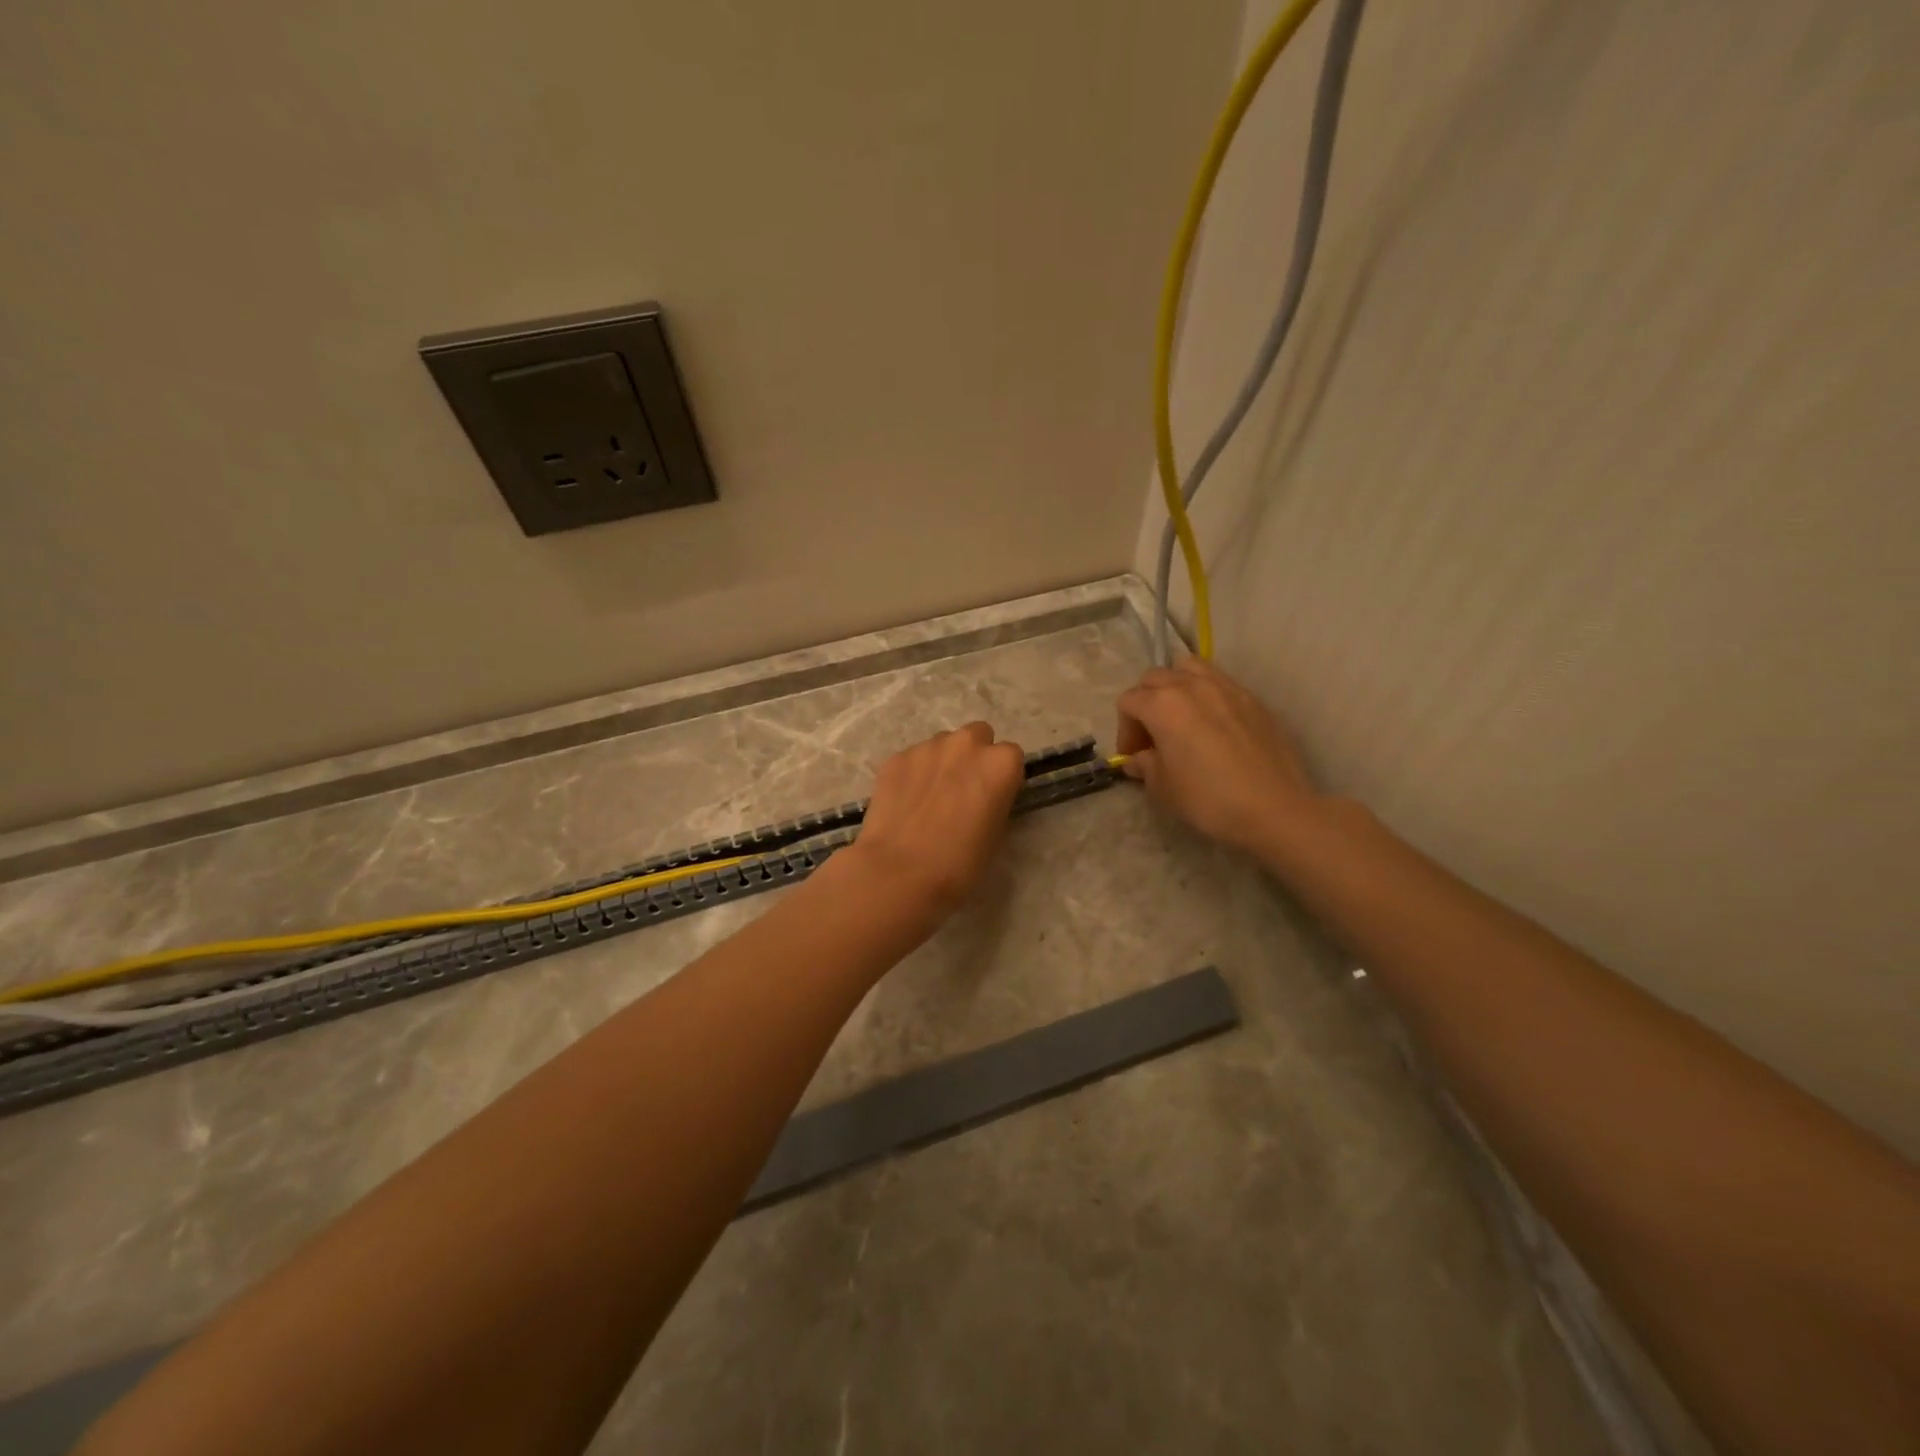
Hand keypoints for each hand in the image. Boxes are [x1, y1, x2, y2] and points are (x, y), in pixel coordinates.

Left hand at [845, 722, 1025, 923]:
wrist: (900, 871)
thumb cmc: (959, 862)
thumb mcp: (996, 834)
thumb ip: (996, 801)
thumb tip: (984, 795)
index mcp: (1000, 763)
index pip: (1011, 756)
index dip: (1001, 777)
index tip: (992, 797)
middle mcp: (966, 744)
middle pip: (978, 736)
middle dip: (973, 756)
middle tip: (962, 790)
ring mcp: (927, 747)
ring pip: (943, 745)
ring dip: (942, 762)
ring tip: (929, 798)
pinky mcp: (896, 758)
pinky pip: (913, 758)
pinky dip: (913, 773)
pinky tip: (905, 803)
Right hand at [1116, 658, 1320, 857]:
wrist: (1274, 808)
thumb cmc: (1208, 798)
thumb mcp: (1163, 788)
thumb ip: (1145, 766)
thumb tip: (1138, 759)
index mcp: (1162, 704)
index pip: (1128, 702)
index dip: (1124, 730)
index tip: (1134, 756)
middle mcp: (1191, 685)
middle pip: (1154, 678)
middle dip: (1146, 703)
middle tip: (1153, 736)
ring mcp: (1226, 687)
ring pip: (1188, 668)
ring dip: (1176, 686)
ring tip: (1182, 717)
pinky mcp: (1252, 698)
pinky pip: (1219, 682)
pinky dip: (1206, 694)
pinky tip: (1214, 725)